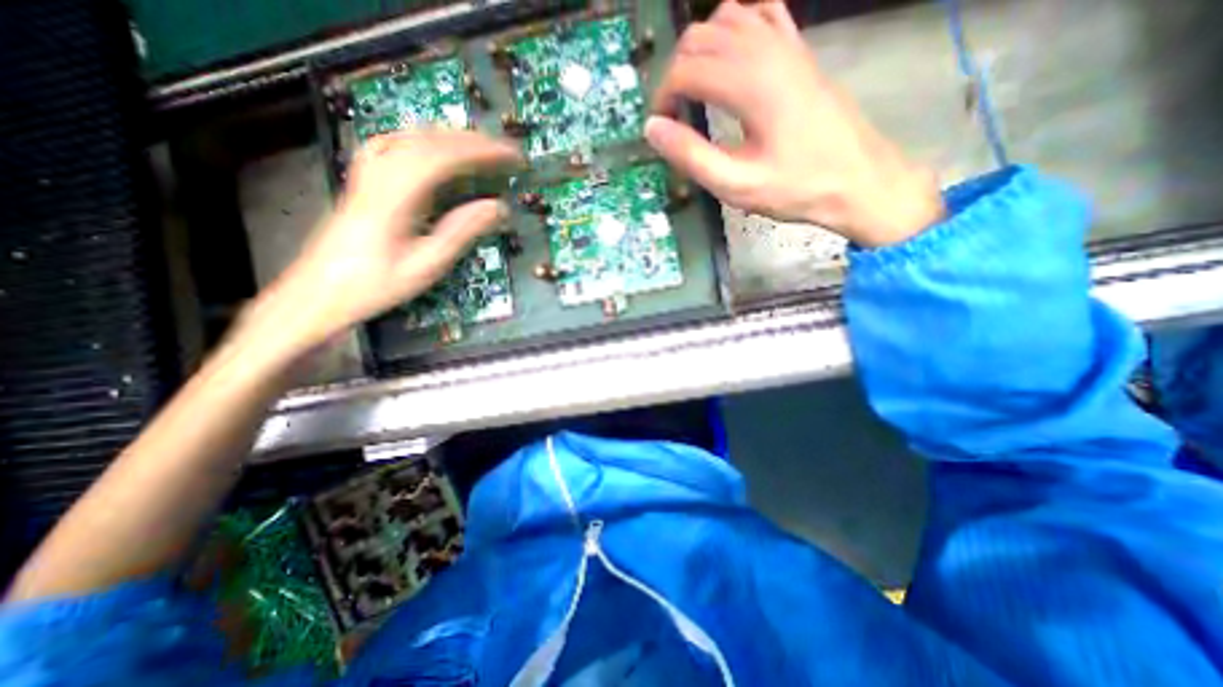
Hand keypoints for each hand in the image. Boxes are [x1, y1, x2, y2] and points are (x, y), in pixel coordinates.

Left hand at [244, 128, 519, 355]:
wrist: (318, 292)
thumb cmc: (374, 285)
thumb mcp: (425, 265)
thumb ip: (461, 231)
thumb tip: (497, 208)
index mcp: (395, 197)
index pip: (444, 158)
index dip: (481, 152)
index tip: (510, 156)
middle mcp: (379, 176)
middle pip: (428, 140)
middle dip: (472, 141)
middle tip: (503, 150)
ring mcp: (367, 175)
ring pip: (410, 137)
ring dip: (449, 136)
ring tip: (479, 145)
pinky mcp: (363, 182)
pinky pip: (393, 145)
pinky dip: (420, 140)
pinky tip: (431, 146)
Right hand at [648, 0, 944, 245]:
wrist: (857, 180)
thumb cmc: (795, 187)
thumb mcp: (737, 185)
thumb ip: (691, 156)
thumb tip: (653, 129)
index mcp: (749, 84)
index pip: (686, 69)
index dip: (663, 96)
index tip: (660, 126)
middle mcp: (766, 51)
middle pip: (701, 37)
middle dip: (675, 72)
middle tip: (673, 113)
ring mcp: (787, 45)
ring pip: (727, 17)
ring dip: (700, 48)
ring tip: (694, 89)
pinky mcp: (799, 51)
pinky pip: (761, 14)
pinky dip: (735, 28)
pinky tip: (730, 58)